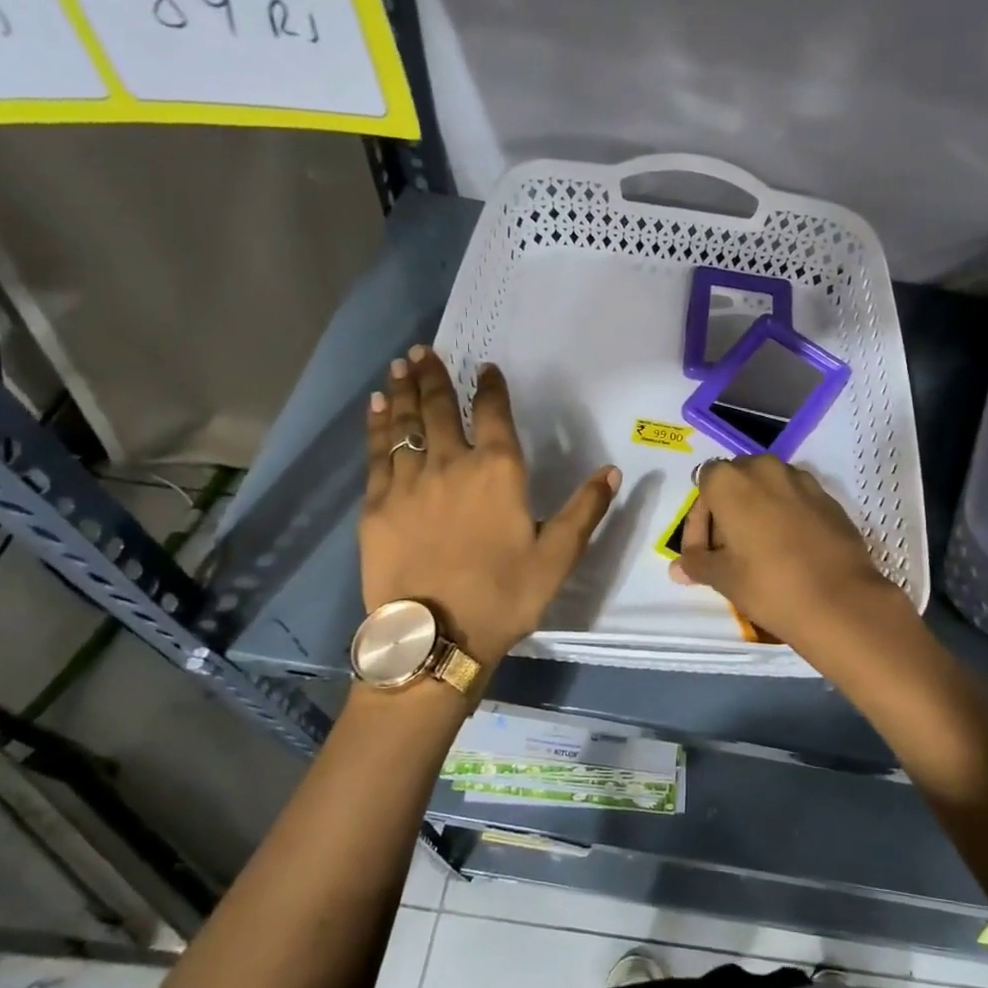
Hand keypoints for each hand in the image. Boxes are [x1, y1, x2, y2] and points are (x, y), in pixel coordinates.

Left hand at [363, 347, 619, 666]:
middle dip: (434, 376)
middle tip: (424, 350)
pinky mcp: (376, 505)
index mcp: (498, 472)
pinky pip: (377, 453)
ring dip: (404, 391)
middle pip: (439, 409)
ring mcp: (409, 482)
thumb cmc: (504, 596)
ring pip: (405, 424)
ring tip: (401, 364)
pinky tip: (377, 407)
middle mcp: (451, 464)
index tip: (484, 368)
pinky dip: (378, 426)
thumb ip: (584, 510)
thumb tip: (611, 471)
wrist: (435, 637)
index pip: (493, 414)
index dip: (489, 387)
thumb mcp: (557, 558)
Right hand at [669, 455, 908, 650]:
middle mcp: (765, 468)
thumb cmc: (768, 585)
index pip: (704, 484)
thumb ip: (696, 563)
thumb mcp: (722, 577)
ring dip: (758, 510)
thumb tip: (677, 567)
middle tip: (728, 549)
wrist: (840, 601)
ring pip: (768, 488)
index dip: (699, 519)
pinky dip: (786, 516)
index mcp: (731, 480)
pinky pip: (796, 499)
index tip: (704, 552)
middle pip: (737, 481)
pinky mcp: (829, 498)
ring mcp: (802, 480)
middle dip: (728, 510)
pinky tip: (789, 549)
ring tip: (759, 549)